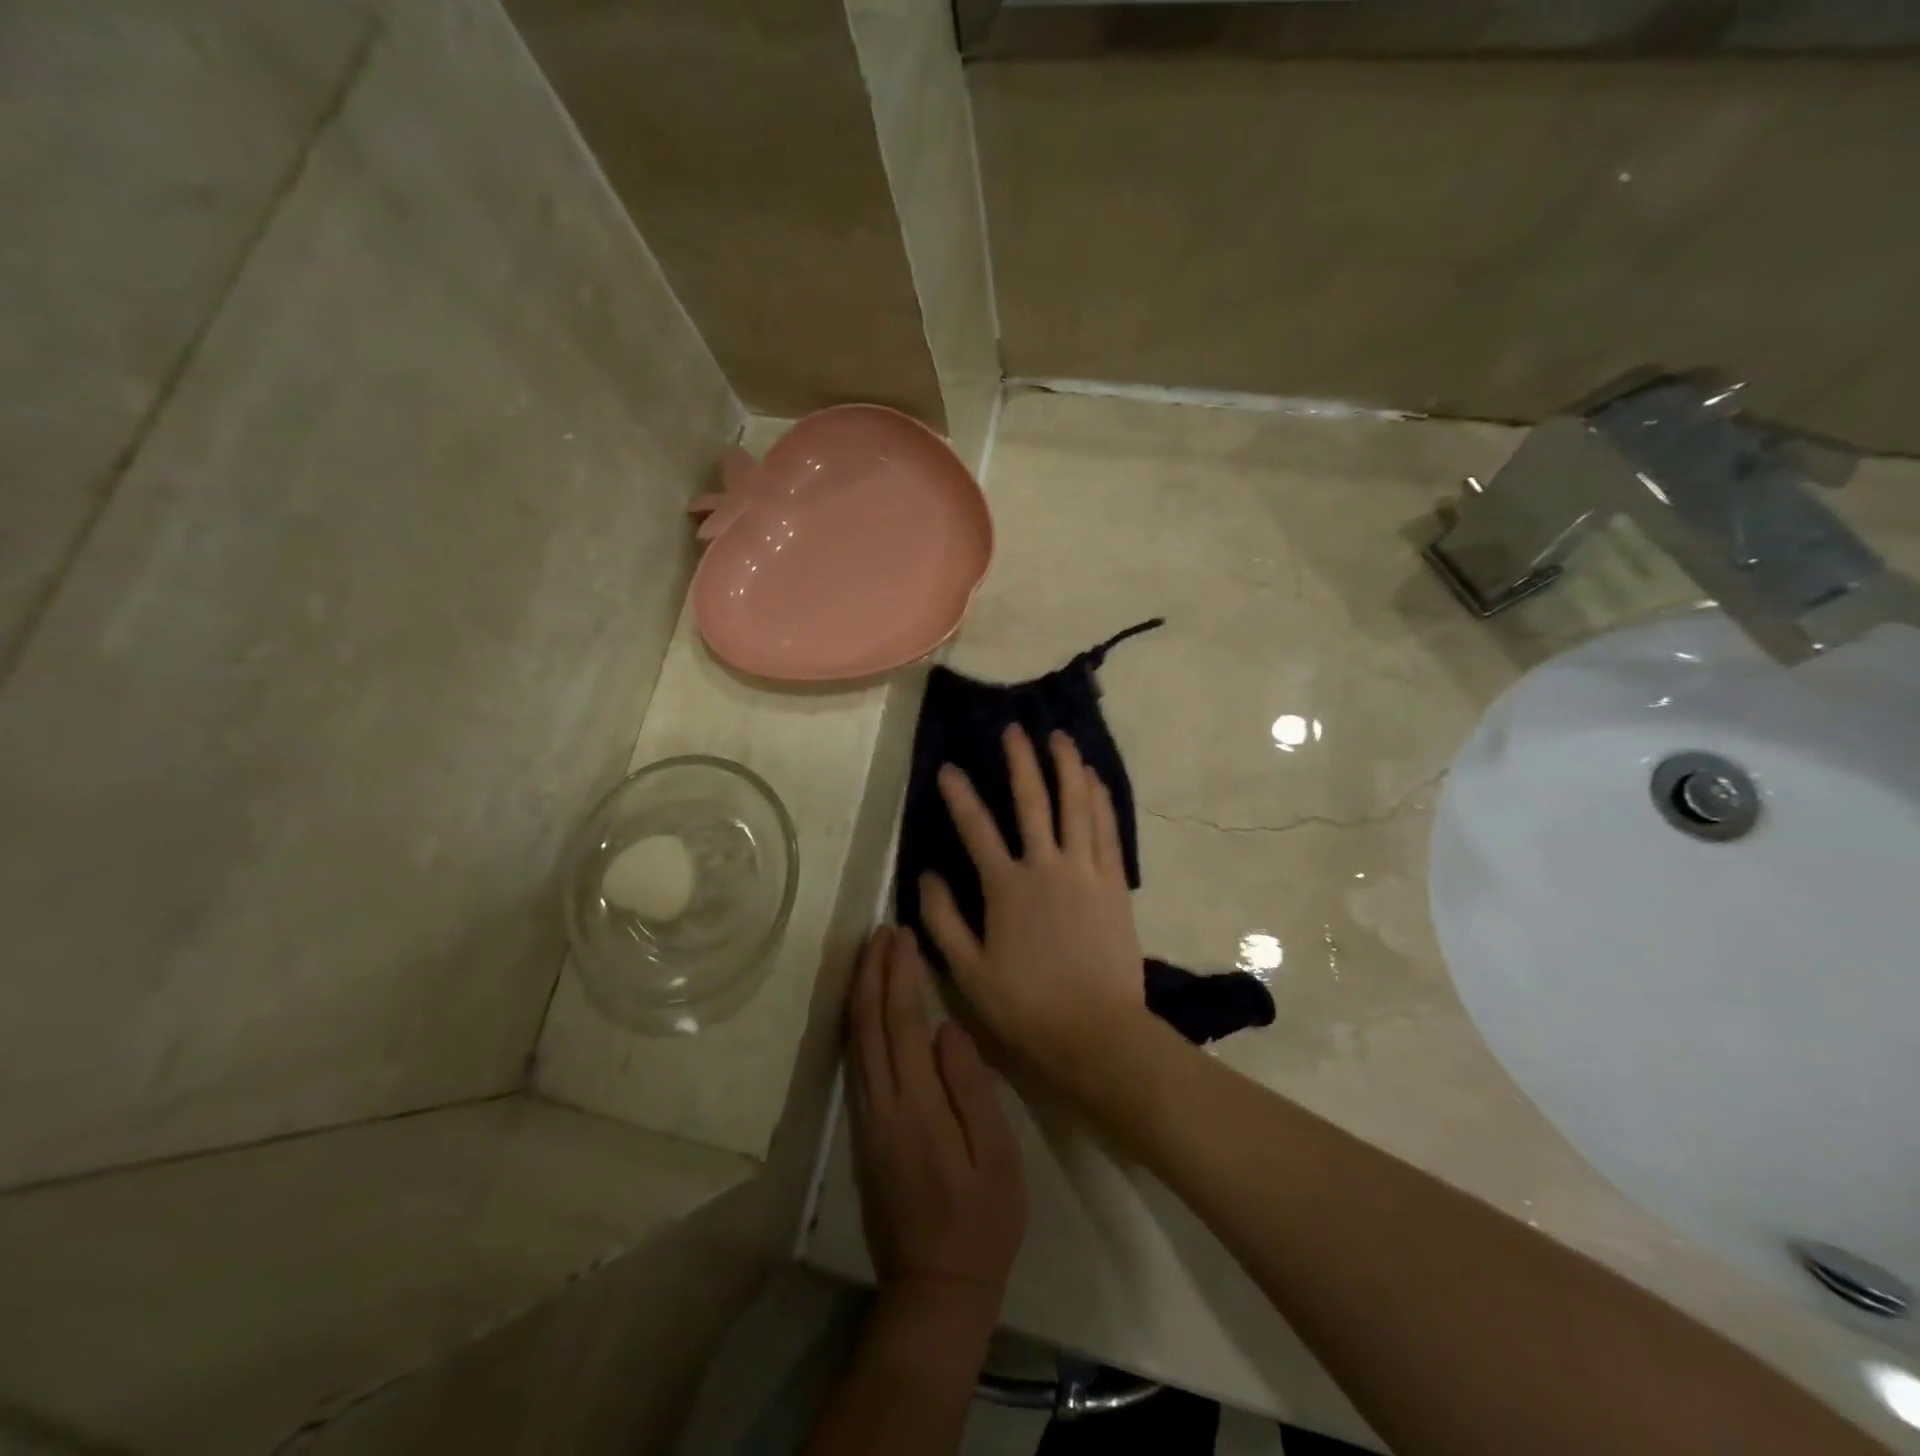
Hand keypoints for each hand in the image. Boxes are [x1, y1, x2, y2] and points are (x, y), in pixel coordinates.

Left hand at [846, 926, 1025, 1320]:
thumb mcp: (995, 1157)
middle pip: (868, 1024)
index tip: (901, 936)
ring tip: (869, 956)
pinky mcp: (863, 1132)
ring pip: (854, 1041)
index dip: (899, 975)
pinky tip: (864, 1010)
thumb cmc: (980, 1222)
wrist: (934, 1289)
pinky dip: (857, 1024)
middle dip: (872, 972)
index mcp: (916, 1106)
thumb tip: (947, 1030)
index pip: (901, 1023)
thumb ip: (970, 1089)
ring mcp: (866, 1119)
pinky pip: (854, 1062)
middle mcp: (881, 1104)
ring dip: (860, 993)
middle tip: (880, 930)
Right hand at [919, 725, 1150, 1093]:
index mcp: (1007, 888)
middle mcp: (1047, 867)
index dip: (959, 796)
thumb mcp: (968, 972)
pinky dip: (1100, 800)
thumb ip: (943, 920)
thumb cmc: (1027, 1006)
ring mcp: (1086, 871)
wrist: (1097, 1032)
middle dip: (1021, 761)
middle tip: (1014, 729)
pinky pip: (1107, 830)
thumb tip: (926, 875)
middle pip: (1033, 801)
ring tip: (1059, 738)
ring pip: (1077, 806)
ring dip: (1067, 767)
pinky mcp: (1114, 883)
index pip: (977, 829)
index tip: (948, 768)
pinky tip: (1094, 779)